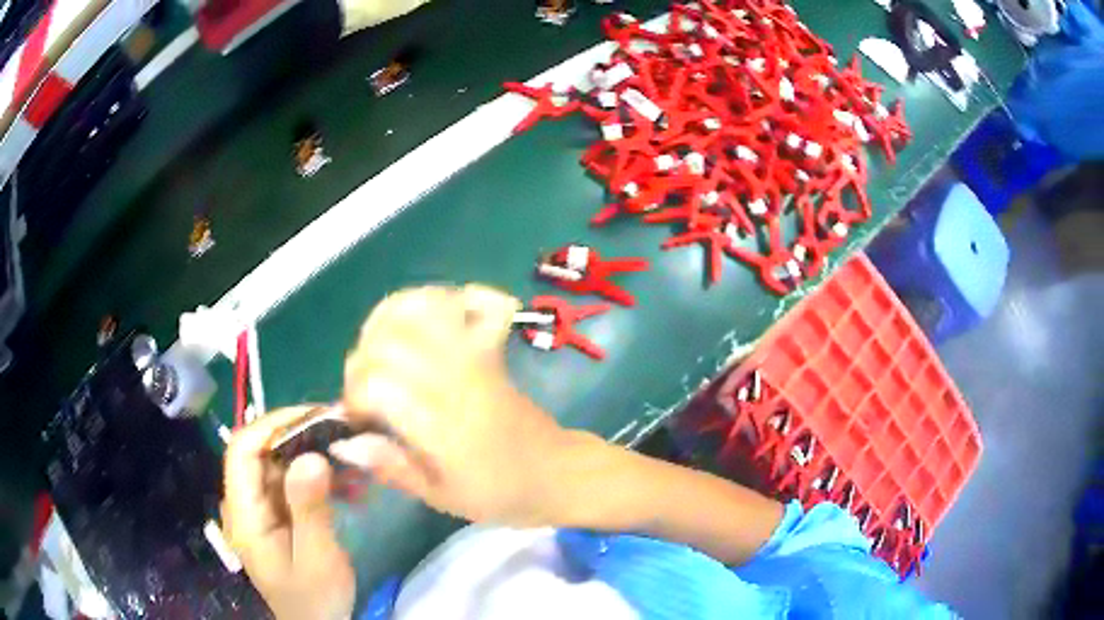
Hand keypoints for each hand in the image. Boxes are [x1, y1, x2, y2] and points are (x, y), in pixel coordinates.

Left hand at [222, 407, 355, 619]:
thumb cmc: (315, 599)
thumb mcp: (318, 558)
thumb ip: (309, 509)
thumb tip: (310, 456)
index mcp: (244, 514)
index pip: (242, 450)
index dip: (272, 425)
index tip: (314, 418)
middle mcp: (244, 504)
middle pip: (259, 452)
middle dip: (299, 437)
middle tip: (341, 432)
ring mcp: (259, 509)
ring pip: (277, 464)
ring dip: (313, 457)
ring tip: (352, 460)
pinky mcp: (275, 515)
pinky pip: (291, 483)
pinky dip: (318, 478)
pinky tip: (349, 485)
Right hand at [335, 284, 571, 524]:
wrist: (555, 473)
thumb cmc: (498, 493)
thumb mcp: (441, 497)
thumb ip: (392, 467)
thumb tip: (344, 444)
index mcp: (441, 423)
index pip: (375, 382)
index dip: (355, 396)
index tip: (361, 419)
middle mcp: (456, 378)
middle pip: (389, 338)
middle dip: (363, 359)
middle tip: (370, 389)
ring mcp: (477, 355)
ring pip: (423, 306)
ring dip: (391, 318)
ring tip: (385, 349)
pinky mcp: (493, 347)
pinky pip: (477, 301)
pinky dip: (452, 297)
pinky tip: (436, 319)